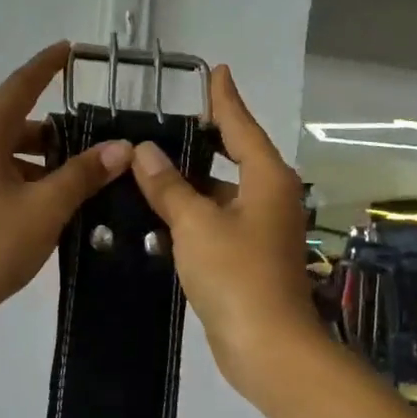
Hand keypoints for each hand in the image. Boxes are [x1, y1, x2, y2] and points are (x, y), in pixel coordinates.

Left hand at [0, 44, 133, 332]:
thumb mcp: (46, 208)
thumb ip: (83, 174)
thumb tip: (120, 148)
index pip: (20, 86)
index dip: (47, 66)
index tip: (71, 49)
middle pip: (14, 122)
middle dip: (54, 128)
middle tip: (93, 137)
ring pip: (5, 152)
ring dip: (40, 159)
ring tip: (79, 176)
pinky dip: (23, 179)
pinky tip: (50, 203)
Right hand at [129, 65, 321, 394]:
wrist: (267, 346)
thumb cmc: (236, 275)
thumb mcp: (195, 224)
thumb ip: (169, 187)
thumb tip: (144, 152)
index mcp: (267, 179)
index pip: (241, 126)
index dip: (225, 99)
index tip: (216, 71)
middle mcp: (271, 197)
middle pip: (236, 156)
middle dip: (206, 139)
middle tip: (170, 120)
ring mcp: (263, 229)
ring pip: (224, 192)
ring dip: (193, 181)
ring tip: (151, 165)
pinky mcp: (250, 257)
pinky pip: (219, 220)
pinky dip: (195, 212)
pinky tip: (162, 211)